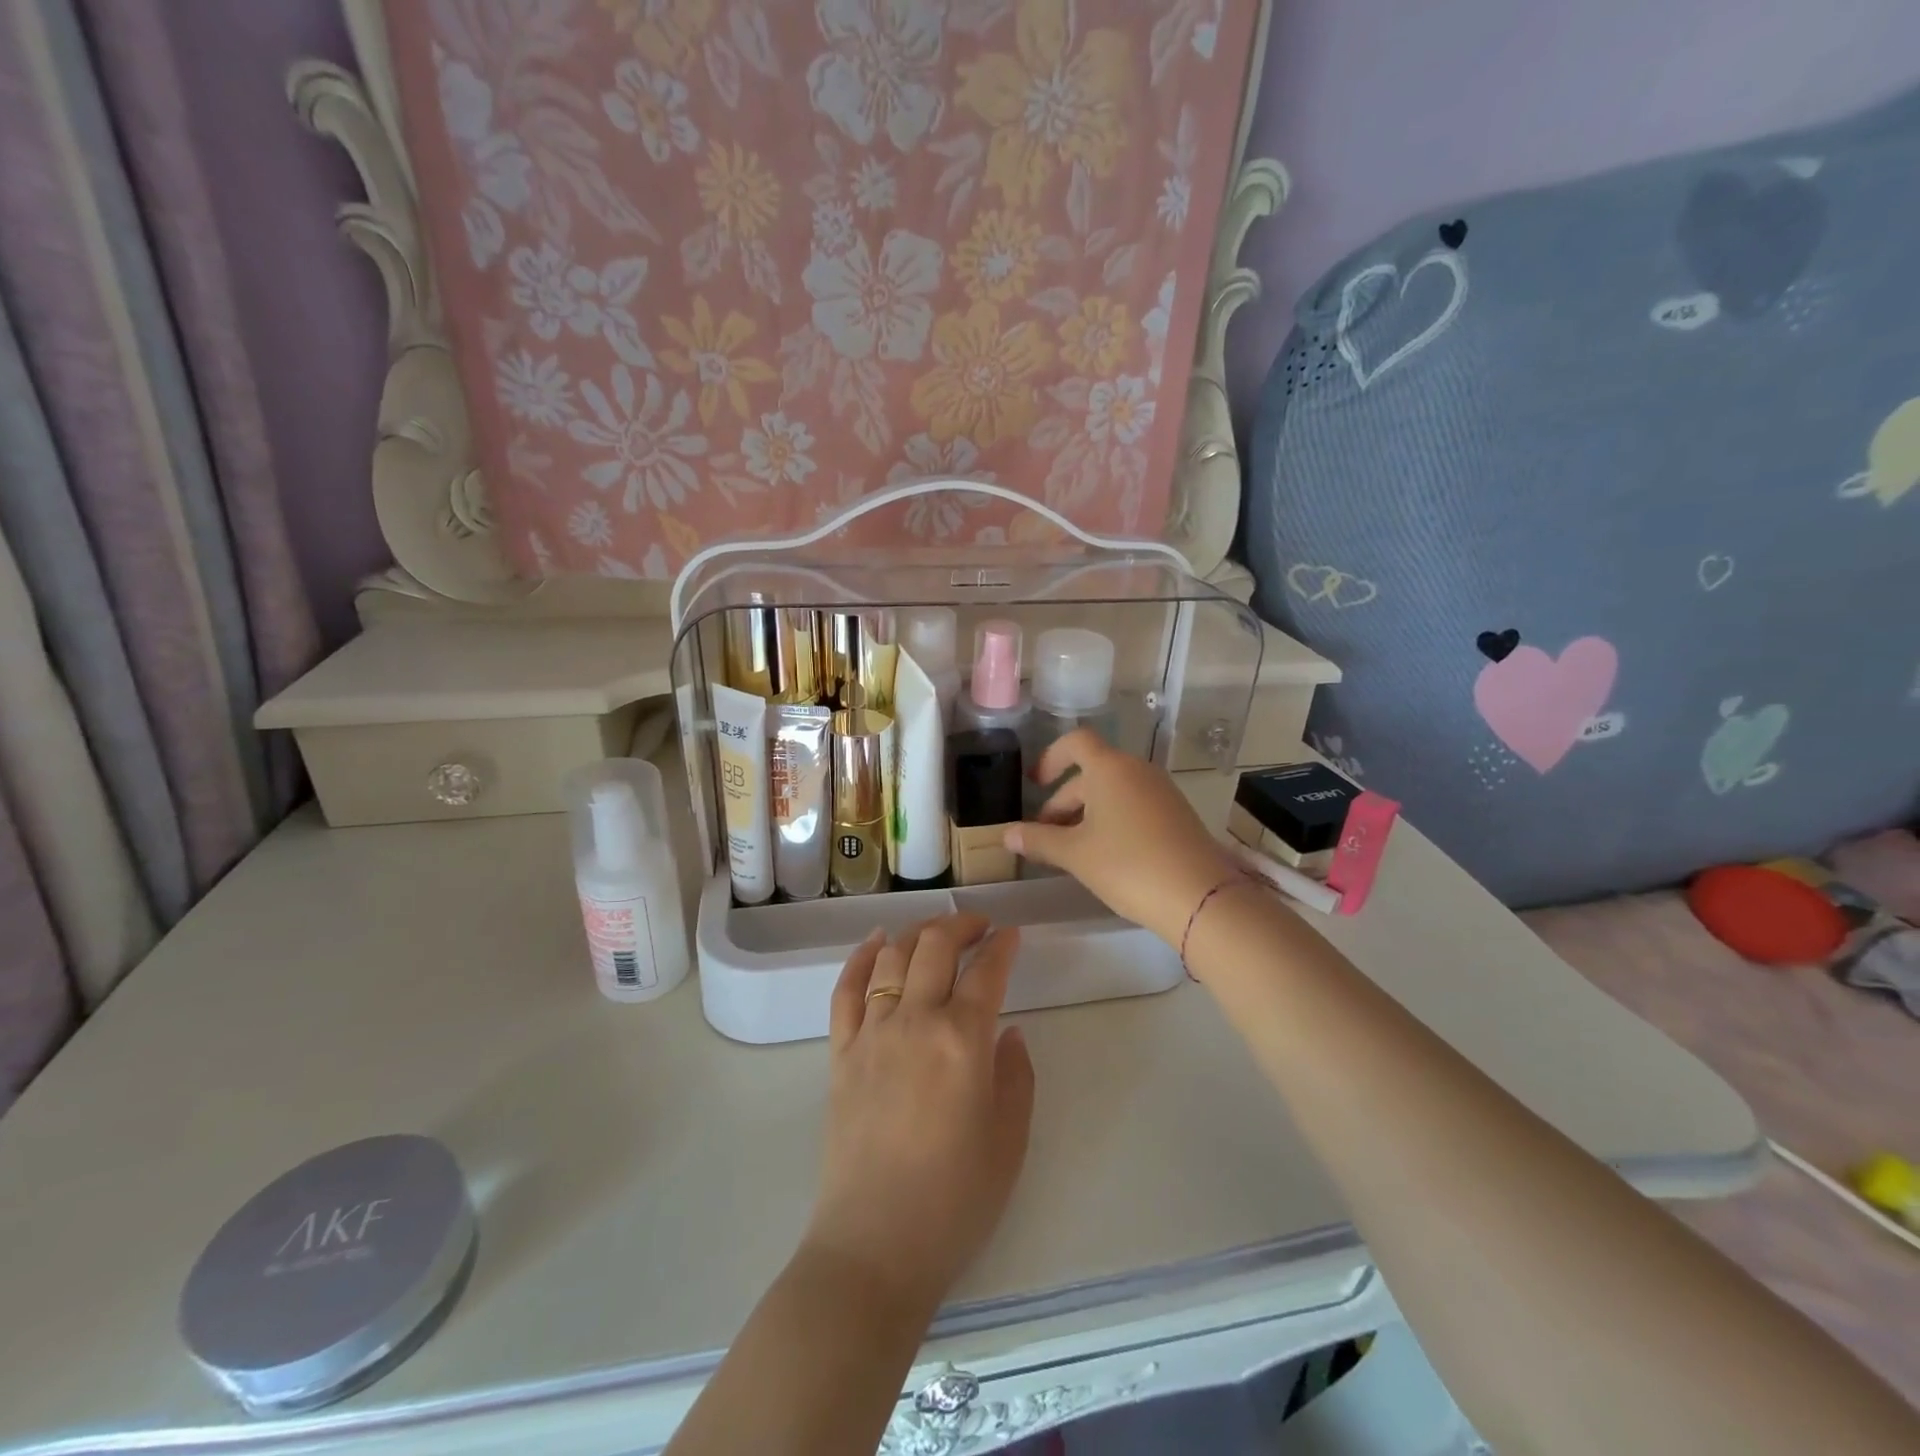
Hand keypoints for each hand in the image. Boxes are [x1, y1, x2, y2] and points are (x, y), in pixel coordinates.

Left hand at [803, 914, 1034, 1320]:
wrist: (874, 1246)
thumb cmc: (954, 1200)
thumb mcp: (1009, 1140)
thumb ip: (1016, 1076)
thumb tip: (1007, 1032)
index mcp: (963, 1041)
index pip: (987, 972)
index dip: (1003, 945)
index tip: (1013, 934)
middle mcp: (915, 1021)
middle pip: (935, 947)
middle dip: (960, 924)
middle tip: (979, 925)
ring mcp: (872, 1033)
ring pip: (892, 957)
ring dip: (916, 933)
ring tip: (935, 932)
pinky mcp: (840, 1052)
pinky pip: (846, 989)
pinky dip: (861, 957)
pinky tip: (876, 942)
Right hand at [1006, 729, 1240, 944]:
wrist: (1200, 897)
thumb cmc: (1128, 865)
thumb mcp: (1075, 854)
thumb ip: (1038, 840)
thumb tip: (1006, 834)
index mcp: (1110, 768)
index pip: (1075, 742)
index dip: (1051, 758)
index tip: (1035, 784)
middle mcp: (1138, 770)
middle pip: (1091, 773)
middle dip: (1063, 801)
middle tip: (1046, 837)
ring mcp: (1162, 792)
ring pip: (1113, 792)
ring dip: (1087, 814)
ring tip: (1073, 851)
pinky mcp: (1177, 814)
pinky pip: (1134, 805)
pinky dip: (1113, 821)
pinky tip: (1107, 856)